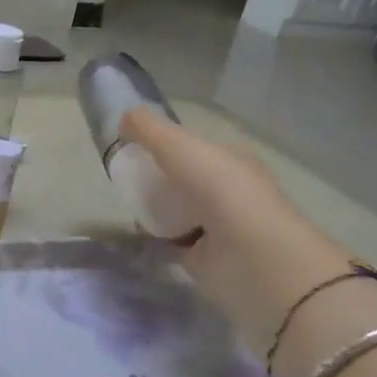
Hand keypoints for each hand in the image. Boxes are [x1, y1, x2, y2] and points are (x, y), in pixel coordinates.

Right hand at [120, 107, 355, 353]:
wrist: (253, 259)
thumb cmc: (221, 191)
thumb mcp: (181, 148)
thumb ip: (151, 131)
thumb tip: (123, 116)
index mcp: (230, 161)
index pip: (194, 147)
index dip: (164, 144)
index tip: (131, 146)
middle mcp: (228, 192)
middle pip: (183, 180)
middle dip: (156, 178)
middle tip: (124, 179)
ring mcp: (218, 228)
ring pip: (178, 212)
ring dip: (155, 210)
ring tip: (125, 205)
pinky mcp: (205, 260)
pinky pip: (173, 243)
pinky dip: (155, 239)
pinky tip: (136, 235)